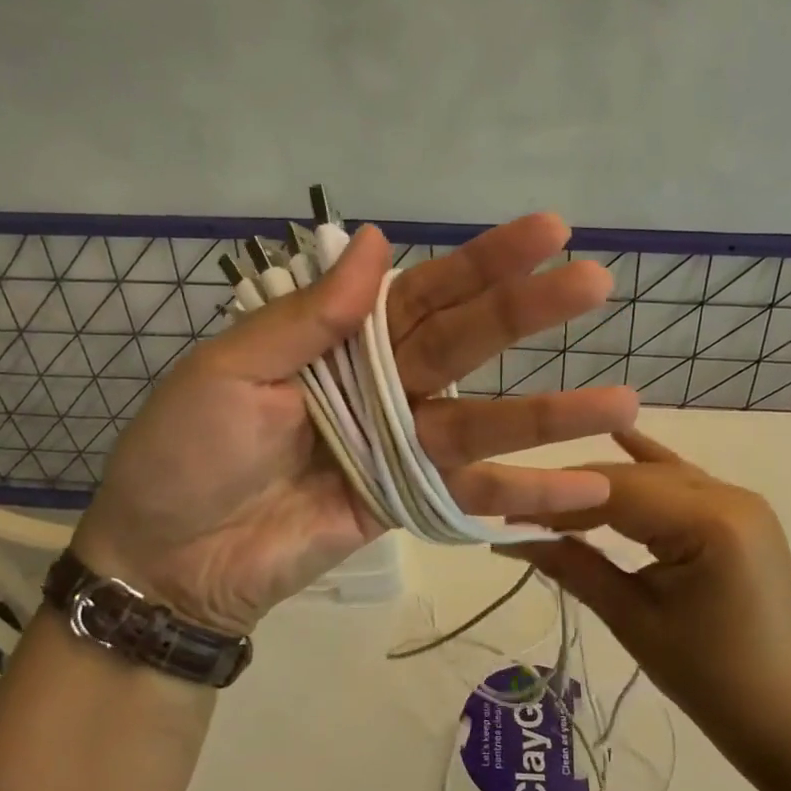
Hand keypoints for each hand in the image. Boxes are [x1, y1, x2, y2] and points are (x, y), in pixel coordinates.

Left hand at [72, 216, 638, 630]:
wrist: (167, 559)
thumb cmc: (186, 453)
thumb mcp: (231, 371)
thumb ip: (309, 316)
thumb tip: (378, 239)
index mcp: (338, 340)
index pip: (422, 291)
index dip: (482, 262)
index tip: (549, 231)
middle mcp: (380, 384)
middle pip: (465, 344)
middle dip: (527, 314)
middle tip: (595, 284)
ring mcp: (398, 446)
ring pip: (483, 421)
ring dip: (550, 413)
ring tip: (623, 402)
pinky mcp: (404, 504)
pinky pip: (469, 495)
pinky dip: (525, 496)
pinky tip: (586, 490)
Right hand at [507, 430, 790, 749]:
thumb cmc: (714, 681)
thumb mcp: (634, 620)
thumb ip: (573, 567)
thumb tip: (509, 538)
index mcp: (710, 521)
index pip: (614, 492)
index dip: (556, 500)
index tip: (505, 514)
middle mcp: (729, 495)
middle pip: (633, 478)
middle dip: (574, 493)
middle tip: (519, 514)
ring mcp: (739, 501)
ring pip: (655, 477)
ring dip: (603, 488)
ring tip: (549, 499)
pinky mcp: (738, 516)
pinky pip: (683, 484)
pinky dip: (648, 467)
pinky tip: (619, 435)